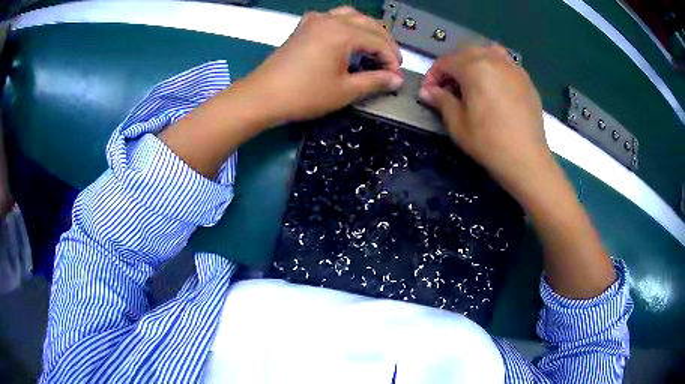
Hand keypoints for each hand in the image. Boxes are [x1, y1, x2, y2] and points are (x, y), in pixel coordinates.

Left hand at [237, 6, 403, 123]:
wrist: (262, 97)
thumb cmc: (303, 95)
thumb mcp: (345, 91)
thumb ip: (375, 81)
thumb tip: (396, 80)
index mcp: (342, 32)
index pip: (378, 41)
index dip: (392, 59)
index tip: (396, 77)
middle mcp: (330, 20)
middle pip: (368, 24)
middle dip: (384, 42)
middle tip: (390, 63)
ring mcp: (314, 21)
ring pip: (351, 16)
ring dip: (368, 30)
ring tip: (374, 48)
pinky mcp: (303, 27)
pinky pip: (333, 18)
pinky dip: (347, 25)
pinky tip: (348, 39)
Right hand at [418, 45, 552, 198]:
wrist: (526, 159)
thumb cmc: (488, 142)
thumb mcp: (457, 124)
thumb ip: (441, 100)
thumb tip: (426, 91)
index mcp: (473, 67)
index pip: (445, 62)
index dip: (433, 75)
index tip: (429, 93)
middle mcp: (493, 59)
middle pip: (465, 52)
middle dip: (452, 67)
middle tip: (449, 88)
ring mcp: (513, 67)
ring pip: (487, 52)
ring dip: (474, 61)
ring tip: (472, 81)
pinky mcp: (526, 79)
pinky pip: (505, 62)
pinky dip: (494, 67)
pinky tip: (494, 86)